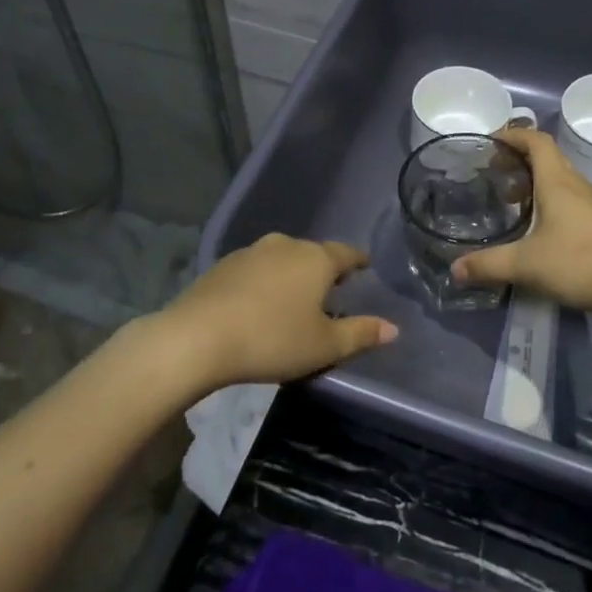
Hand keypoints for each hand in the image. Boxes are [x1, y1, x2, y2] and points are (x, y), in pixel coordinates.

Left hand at [151, 233, 395, 391]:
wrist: (198, 337)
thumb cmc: (272, 339)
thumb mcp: (324, 345)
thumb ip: (360, 334)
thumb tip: (393, 328)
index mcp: (316, 259)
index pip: (346, 253)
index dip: (358, 261)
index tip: (365, 266)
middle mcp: (286, 245)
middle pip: (313, 254)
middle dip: (323, 270)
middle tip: (331, 291)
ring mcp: (251, 252)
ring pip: (282, 259)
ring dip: (291, 275)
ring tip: (293, 300)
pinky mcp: (223, 265)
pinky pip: (255, 269)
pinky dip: (264, 282)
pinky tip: (258, 304)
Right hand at [453, 128, 591, 317]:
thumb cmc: (578, 262)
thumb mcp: (525, 264)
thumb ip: (488, 265)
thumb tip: (454, 270)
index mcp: (557, 181)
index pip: (536, 141)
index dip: (513, 135)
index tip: (490, 142)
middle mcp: (575, 184)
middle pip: (547, 156)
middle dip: (519, 159)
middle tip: (494, 173)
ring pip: (559, 178)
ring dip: (534, 180)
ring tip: (511, 201)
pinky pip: (569, 197)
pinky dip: (549, 199)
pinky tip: (538, 226)